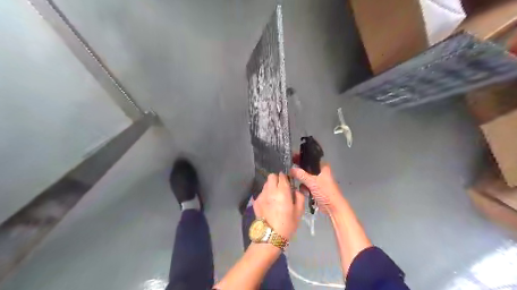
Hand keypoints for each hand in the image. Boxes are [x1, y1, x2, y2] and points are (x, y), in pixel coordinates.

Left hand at [253, 173, 302, 238]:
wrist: (270, 236)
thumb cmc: (287, 224)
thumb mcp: (299, 212)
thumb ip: (299, 197)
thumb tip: (295, 190)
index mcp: (282, 191)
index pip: (282, 176)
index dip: (285, 177)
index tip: (288, 182)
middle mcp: (270, 190)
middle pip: (271, 176)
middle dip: (277, 179)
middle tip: (281, 187)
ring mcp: (261, 195)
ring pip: (266, 184)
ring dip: (271, 186)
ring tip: (275, 196)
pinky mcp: (256, 201)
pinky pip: (261, 193)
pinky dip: (266, 195)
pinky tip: (269, 204)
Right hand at [290, 156, 346, 214]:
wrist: (333, 207)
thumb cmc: (325, 191)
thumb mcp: (312, 182)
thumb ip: (301, 175)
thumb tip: (291, 169)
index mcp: (323, 167)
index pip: (310, 159)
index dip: (302, 158)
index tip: (292, 158)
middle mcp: (321, 172)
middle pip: (307, 169)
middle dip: (300, 172)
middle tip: (292, 173)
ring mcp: (318, 181)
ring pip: (306, 178)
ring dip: (302, 182)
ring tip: (301, 185)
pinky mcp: (316, 189)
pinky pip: (307, 185)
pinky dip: (305, 188)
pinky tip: (304, 192)